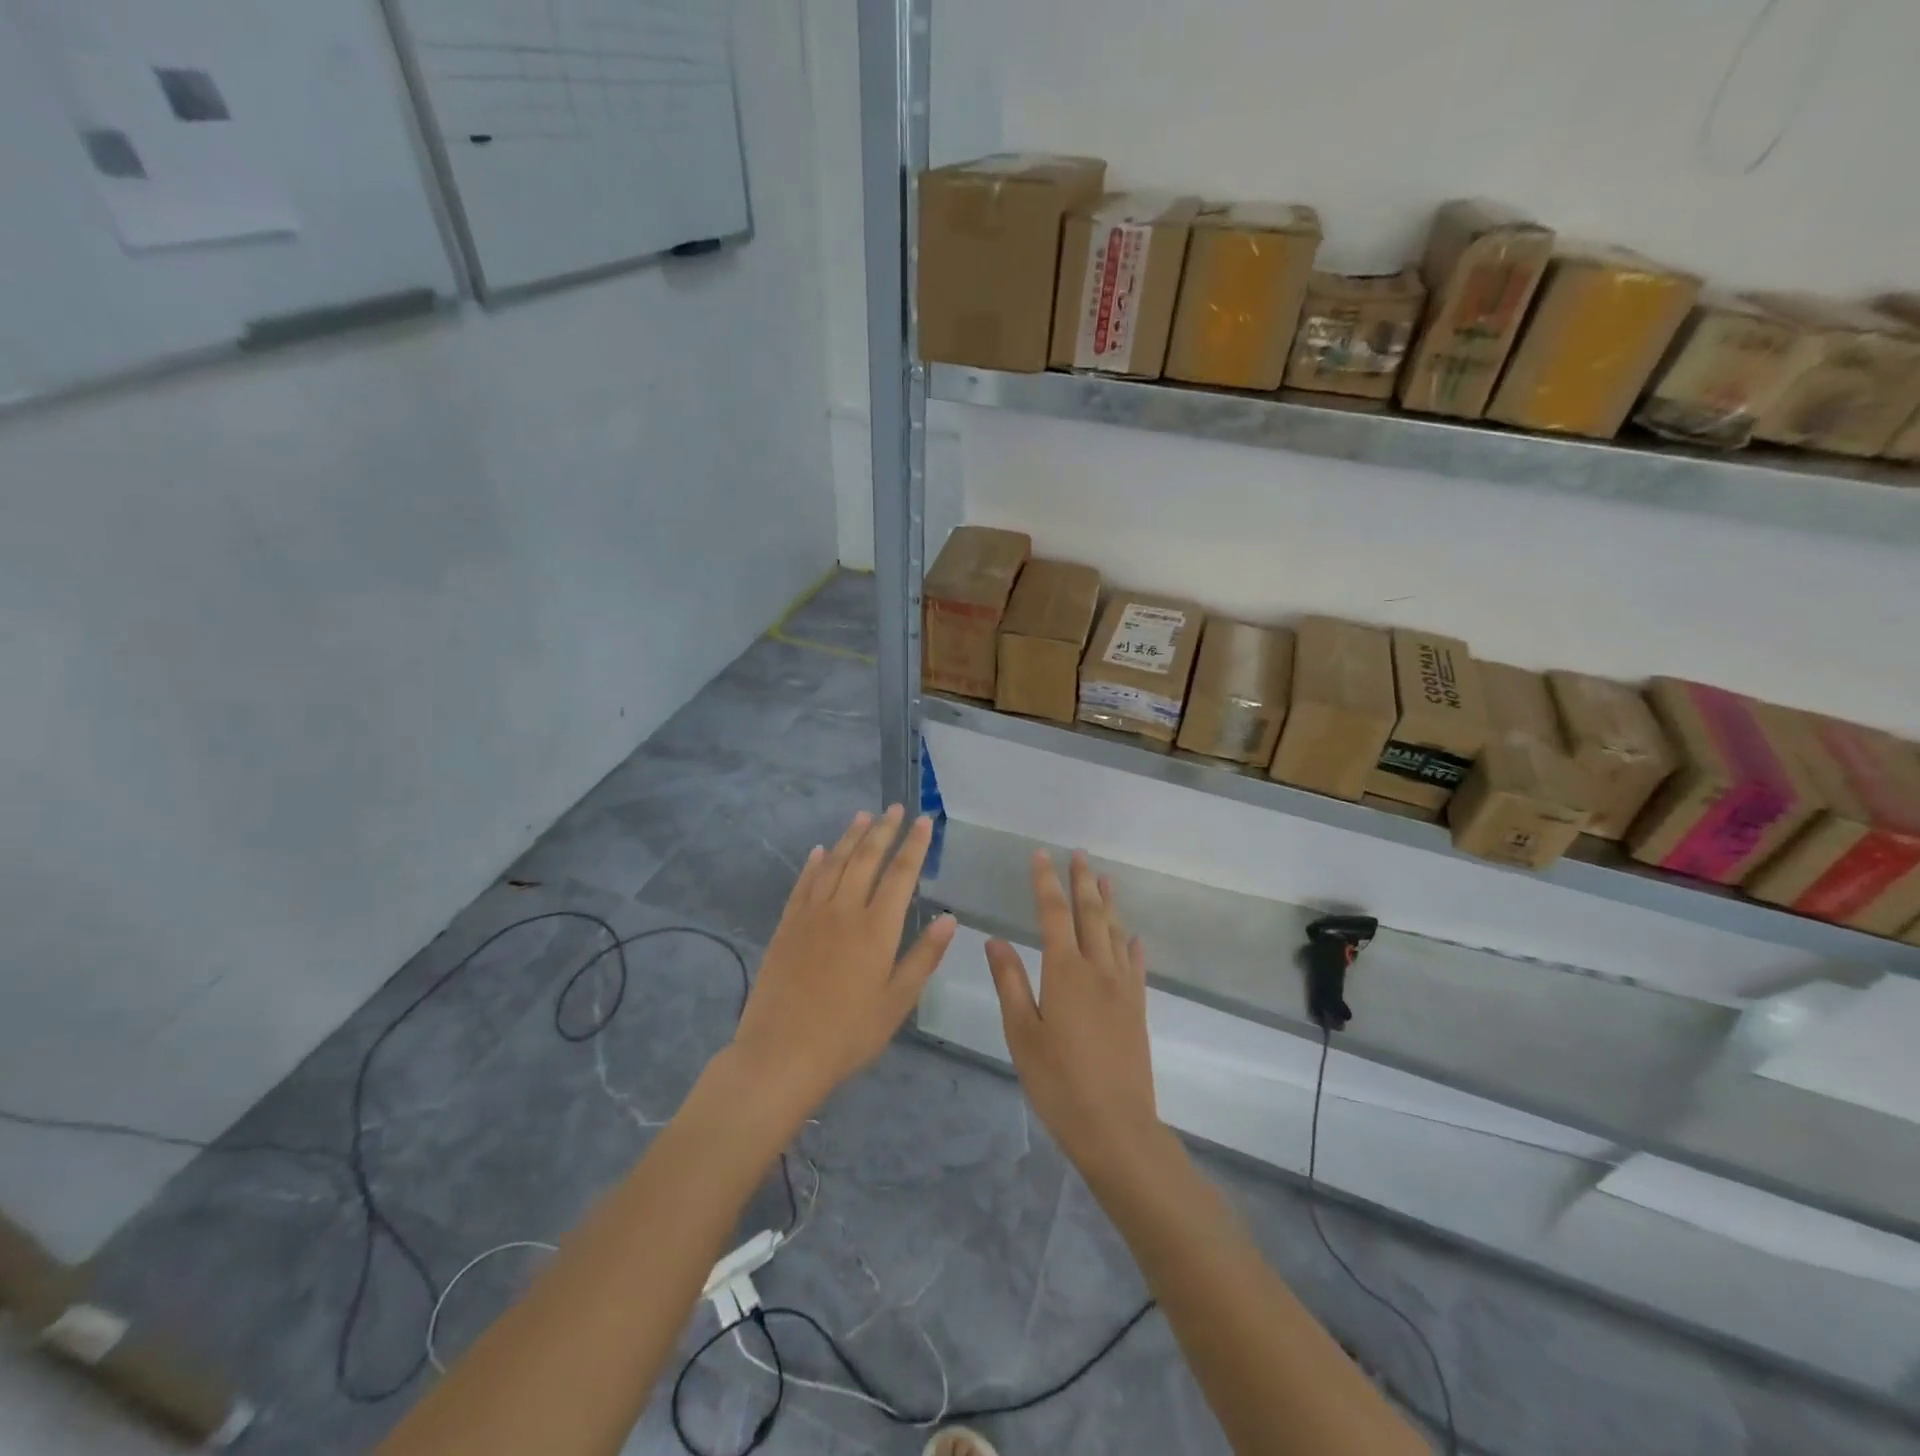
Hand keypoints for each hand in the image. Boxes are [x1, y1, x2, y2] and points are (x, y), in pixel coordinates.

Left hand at [730, 806, 955, 1118]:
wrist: (781, 1053)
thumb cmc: (848, 1034)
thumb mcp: (897, 1001)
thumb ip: (924, 956)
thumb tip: (950, 918)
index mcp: (876, 928)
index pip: (900, 874)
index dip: (914, 845)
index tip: (924, 821)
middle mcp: (844, 910)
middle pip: (866, 859)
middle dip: (884, 830)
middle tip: (895, 808)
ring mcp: (811, 915)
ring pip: (834, 863)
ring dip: (850, 837)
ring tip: (864, 816)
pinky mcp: (787, 925)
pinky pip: (803, 883)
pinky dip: (814, 863)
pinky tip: (820, 850)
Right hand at [986, 851, 1161, 1177]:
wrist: (1116, 1127)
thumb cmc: (1058, 1082)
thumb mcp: (1021, 1033)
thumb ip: (1009, 982)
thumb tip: (995, 939)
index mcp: (1064, 971)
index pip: (1053, 913)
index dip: (1046, 882)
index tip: (1040, 855)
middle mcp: (1097, 969)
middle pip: (1090, 914)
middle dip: (1082, 882)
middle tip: (1078, 854)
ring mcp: (1122, 988)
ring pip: (1115, 933)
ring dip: (1109, 903)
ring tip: (1105, 878)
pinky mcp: (1138, 1008)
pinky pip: (1136, 965)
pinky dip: (1132, 945)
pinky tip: (1133, 937)